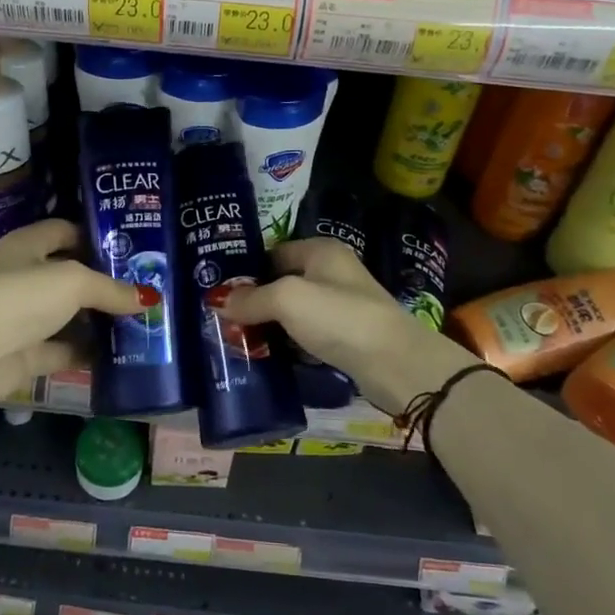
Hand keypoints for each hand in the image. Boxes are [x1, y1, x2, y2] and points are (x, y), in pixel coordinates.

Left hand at [0, 218, 144, 409]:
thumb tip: (148, 298)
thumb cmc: (19, 297)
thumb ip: (111, 289)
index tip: (132, 248)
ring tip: (142, 321)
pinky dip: (89, 353)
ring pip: (70, 315)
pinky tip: (122, 354)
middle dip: (105, 282)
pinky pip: (65, 350)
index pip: (66, 231)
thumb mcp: (73, 282)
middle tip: (146, 287)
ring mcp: (25, 318)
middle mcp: (25, 277)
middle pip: (71, 275)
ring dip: (100, 320)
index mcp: (28, 246)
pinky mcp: (27, 354)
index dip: (96, 236)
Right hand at [217, 238, 457, 414]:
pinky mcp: (347, 336)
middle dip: (255, 301)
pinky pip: (307, 335)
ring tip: (238, 341)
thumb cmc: (340, 318)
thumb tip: (218, 301)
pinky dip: (289, 344)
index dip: (246, 272)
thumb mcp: (288, 299)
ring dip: (271, 326)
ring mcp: (342, 305)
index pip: (272, 253)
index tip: (218, 293)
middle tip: (223, 321)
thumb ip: (251, 298)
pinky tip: (269, 357)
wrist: (397, 363)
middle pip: (282, 282)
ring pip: (294, 312)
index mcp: (321, 250)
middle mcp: (332, 272)